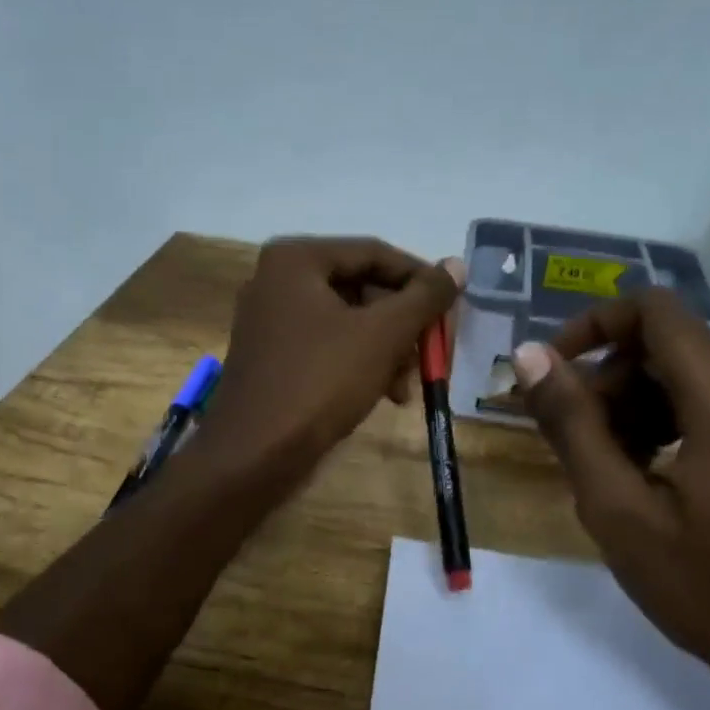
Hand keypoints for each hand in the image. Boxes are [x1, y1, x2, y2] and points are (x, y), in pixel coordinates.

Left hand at [199, 237, 463, 479]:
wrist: (252, 456)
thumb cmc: (320, 382)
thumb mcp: (383, 335)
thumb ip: (424, 296)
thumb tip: (457, 265)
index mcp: (296, 260)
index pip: (375, 253)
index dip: (420, 279)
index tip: (453, 308)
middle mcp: (278, 280)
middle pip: (362, 287)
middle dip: (402, 325)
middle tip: (432, 353)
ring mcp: (271, 319)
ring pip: (349, 320)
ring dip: (386, 349)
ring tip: (405, 387)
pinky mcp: (273, 356)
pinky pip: (328, 345)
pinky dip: (360, 363)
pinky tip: (384, 395)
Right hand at [511, 292, 709, 709]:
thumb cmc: (708, 588)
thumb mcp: (619, 509)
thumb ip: (571, 424)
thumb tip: (529, 356)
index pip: (652, 310)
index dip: (592, 326)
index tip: (554, 371)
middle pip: (663, 343)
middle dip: (608, 379)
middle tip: (577, 439)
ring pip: (683, 371)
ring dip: (633, 403)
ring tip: (609, 466)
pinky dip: (666, 419)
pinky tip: (647, 473)